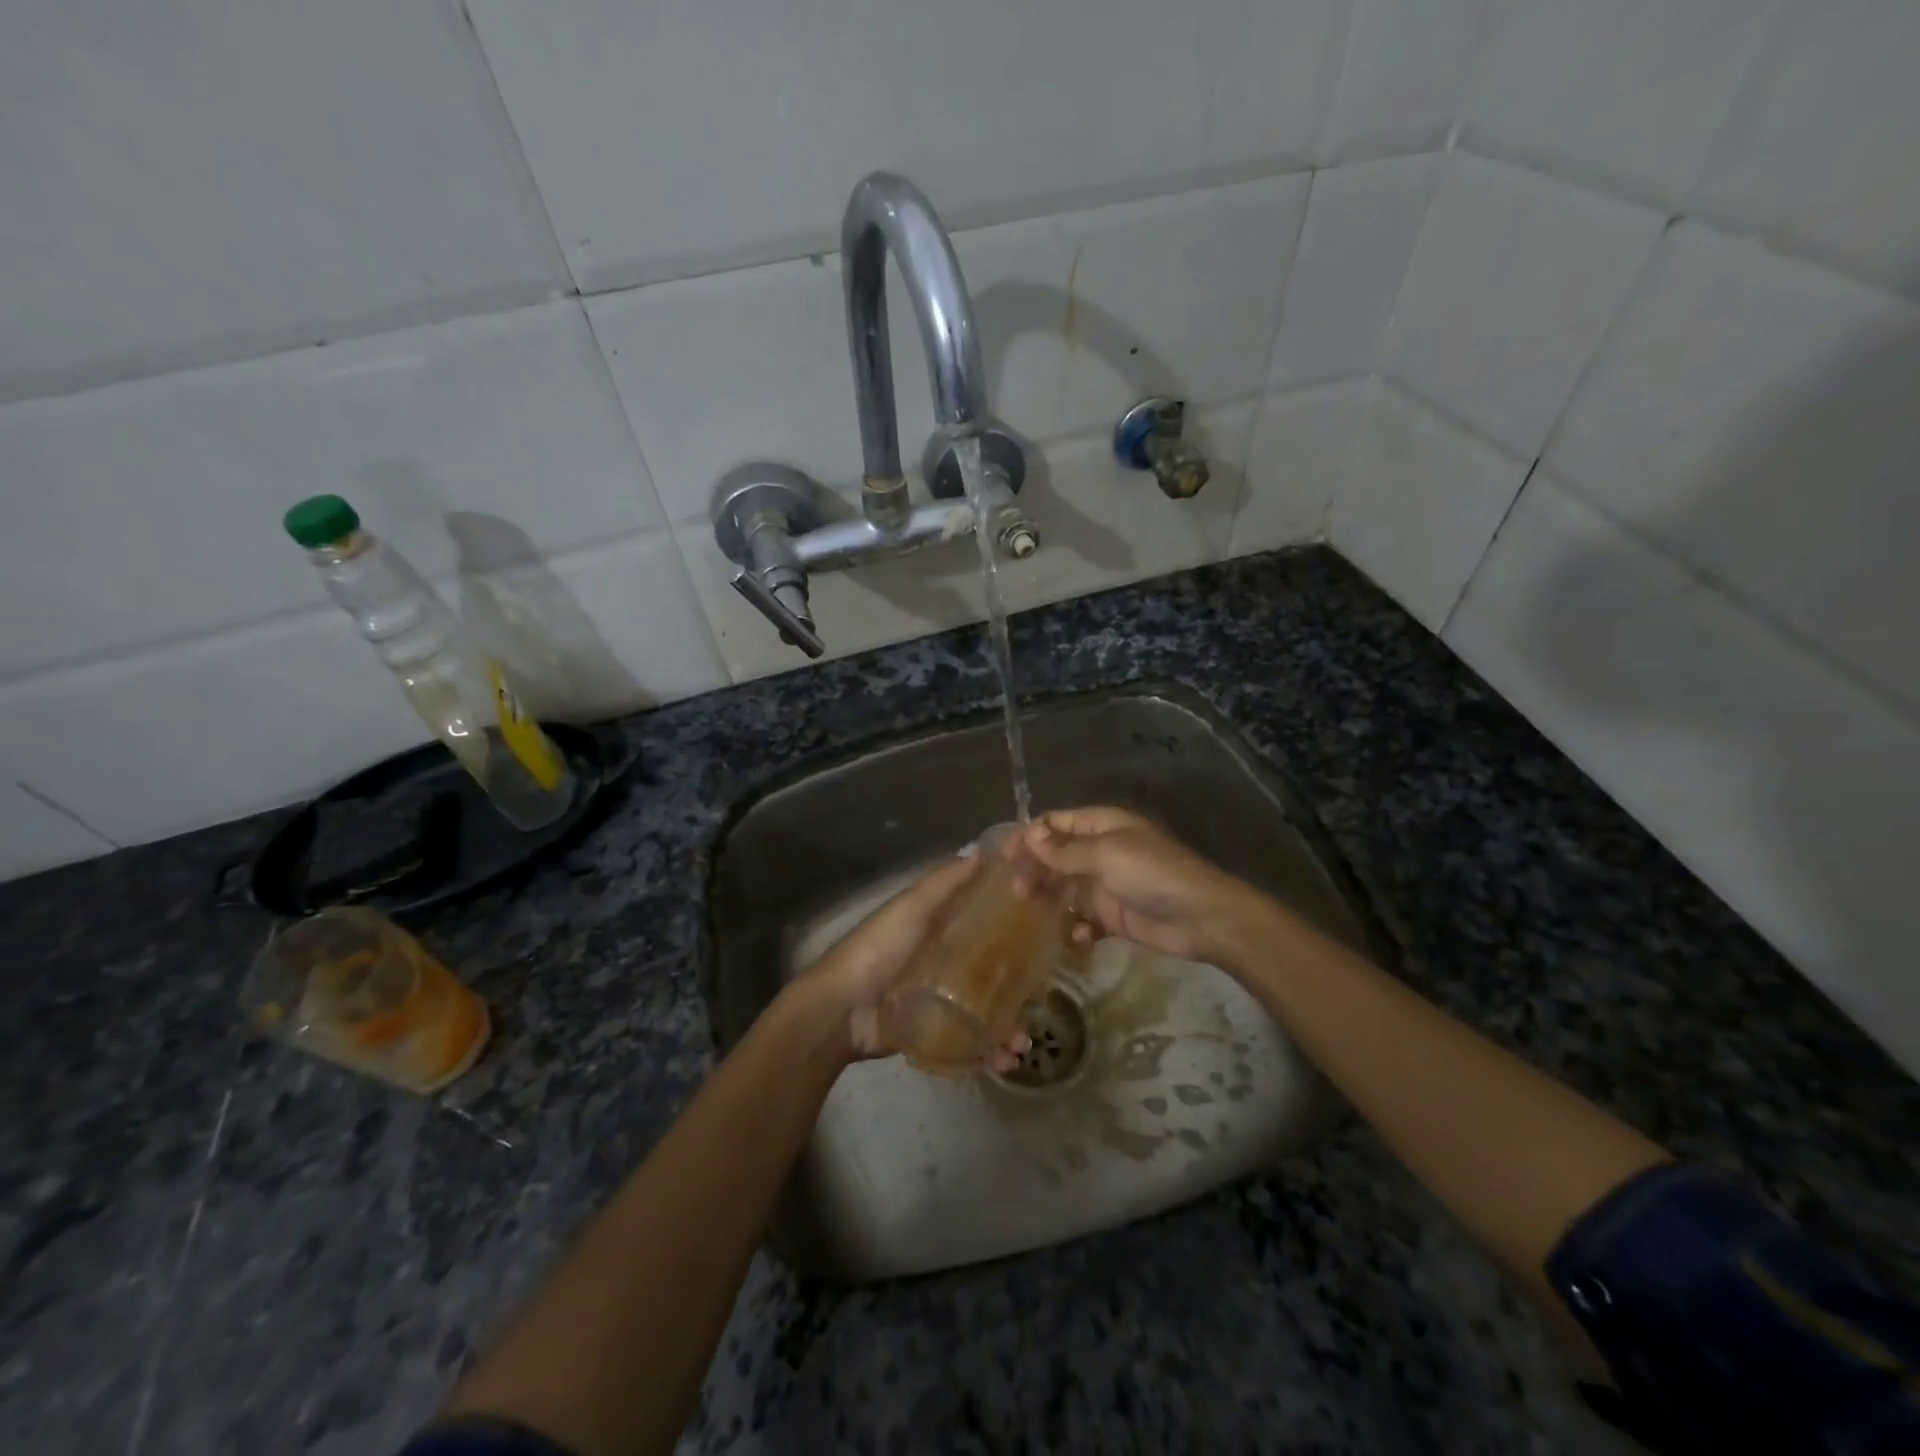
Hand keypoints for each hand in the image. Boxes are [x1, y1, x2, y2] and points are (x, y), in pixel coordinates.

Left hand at [790, 855, 1029, 1068]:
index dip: (1014, 923)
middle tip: (1043, 997)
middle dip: (1018, 986)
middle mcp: (943, 962)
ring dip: (1009, 1027)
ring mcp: (940, 1000)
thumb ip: (943, 882)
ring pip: (985, 1010)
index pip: (984, 921)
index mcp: (938, 928)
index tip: (1049, 925)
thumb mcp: (912, 907)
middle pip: (991, 970)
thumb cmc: (878, 949)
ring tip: (1022, 1044)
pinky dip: (989, 1052)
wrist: (840, 1011)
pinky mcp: (935, 1033)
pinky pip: (969, 1042)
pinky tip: (1006, 1060)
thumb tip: (982, 851)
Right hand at [1018, 807, 1261, 965]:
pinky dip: (1076, 927)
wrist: (1201, 918)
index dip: (1028, 836)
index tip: (1003, 857)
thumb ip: (1064, 850)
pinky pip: (1085, 919)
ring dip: (1049, 899)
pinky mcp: (1115, 916)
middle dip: (1035, 870)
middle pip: (1057, 856)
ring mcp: (1108, 884)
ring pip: (1067, 888)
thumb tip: (1029, 836)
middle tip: (1016, 892)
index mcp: (1102, 826)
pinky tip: (1074, 936)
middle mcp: (1102, 851)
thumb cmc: (1151, 874)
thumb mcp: (1105, 855)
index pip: (1055, 824)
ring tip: (1031, 914)